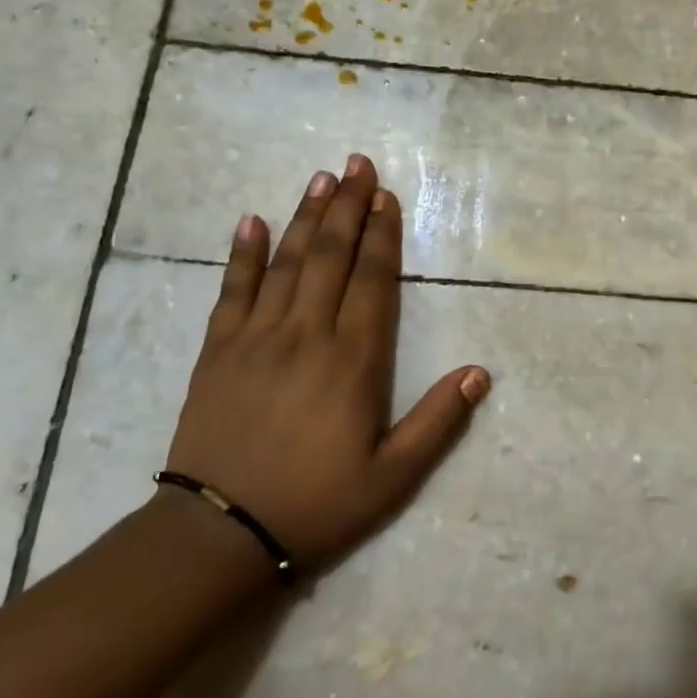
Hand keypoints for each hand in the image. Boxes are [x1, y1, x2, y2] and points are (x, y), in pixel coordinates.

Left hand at [165, 156, 489, 571]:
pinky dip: (243, 254)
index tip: (386, 197)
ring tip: (321, 178)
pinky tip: (251, 222)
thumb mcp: (393, 477)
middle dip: (347, 207)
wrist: (219, 534)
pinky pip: (232, 291)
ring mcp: (257, 338)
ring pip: (286, 263)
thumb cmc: (316, 505)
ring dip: (306, 217)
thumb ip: (437, 421)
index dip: (381, 235)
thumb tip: (479, 373)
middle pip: (331, 256)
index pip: (372, 281)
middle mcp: (307, 335)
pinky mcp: (217, 351)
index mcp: (353, 361)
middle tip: (357, 163)